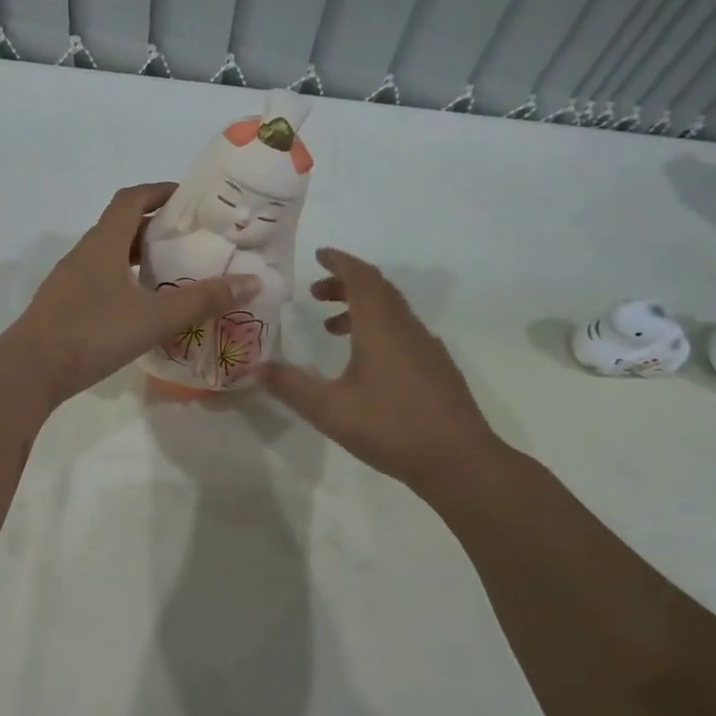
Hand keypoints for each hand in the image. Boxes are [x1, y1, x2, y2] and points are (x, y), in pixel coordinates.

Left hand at [6, 183, 261, 402]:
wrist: (31, 370)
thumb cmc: (94, 333)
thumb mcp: (155, 317)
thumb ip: (202, 300)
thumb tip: (251, 281)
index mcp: (104, 243)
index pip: (132, 199)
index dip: (160, 191)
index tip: (189, 198)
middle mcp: (84, 253)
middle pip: (122, 226)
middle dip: (156, 227)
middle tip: (191, 240)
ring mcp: (70, 281)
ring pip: (110, 256)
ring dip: (139, 257)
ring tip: (173, 273)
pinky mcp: (64, 306)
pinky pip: (100, 281)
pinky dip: (124, 282)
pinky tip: (141, 307)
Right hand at [267, 248, 500, 493]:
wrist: (459, 460)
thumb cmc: (390, 427)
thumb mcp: (329, 409)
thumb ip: (291, 386)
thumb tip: (256, 369)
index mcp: (381, 327)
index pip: (360, 277)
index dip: (339, 262)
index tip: (319, 255)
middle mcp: (406, 328)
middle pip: (377, 289)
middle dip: (345, 284)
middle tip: (315, 292)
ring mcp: (426, 347)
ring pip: (391, 311)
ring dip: (360, 309)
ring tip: (331, 329)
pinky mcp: (436, 368)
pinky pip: (403, 331)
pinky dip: (377, 329)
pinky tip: (365, 362)